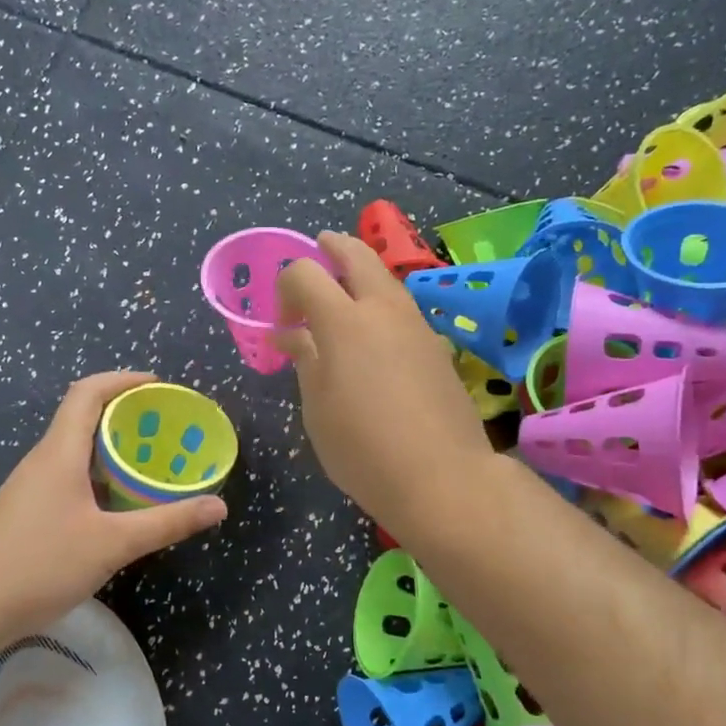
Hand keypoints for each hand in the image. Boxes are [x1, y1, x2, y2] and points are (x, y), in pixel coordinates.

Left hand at [0, 372, 227, 638]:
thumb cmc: (40, 565)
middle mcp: (43, 459)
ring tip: (153, 463)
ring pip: (77, 450)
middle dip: (126, 415)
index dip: (123, 380)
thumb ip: (166, 522)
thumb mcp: (113, 544)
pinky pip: (69, 476)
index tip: (159, 386)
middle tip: (167, 429)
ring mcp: (31, 486)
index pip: (88, 393)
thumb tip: (218, 505)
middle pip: (84, 417)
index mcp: (60, 452)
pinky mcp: (28, 510)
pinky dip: (99, 476)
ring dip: (113, 448)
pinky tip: (120, 504)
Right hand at [275, 232, 494, 536]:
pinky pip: (403, 310)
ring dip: (362, 276)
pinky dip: (382, 306)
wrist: (442, 477)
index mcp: (344, 321)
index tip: (283, 321)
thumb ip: (305, 361)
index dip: (286, 285)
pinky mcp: (437, 347)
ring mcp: (417, 326)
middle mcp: (384, 310)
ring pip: (386, 280)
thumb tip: (291, 335)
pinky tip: (375, 339)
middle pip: (357, 255)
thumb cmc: (363, 448)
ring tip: (344, 299)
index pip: (306, 272)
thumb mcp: (317, 408)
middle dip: (332, 248)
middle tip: (318, 251)